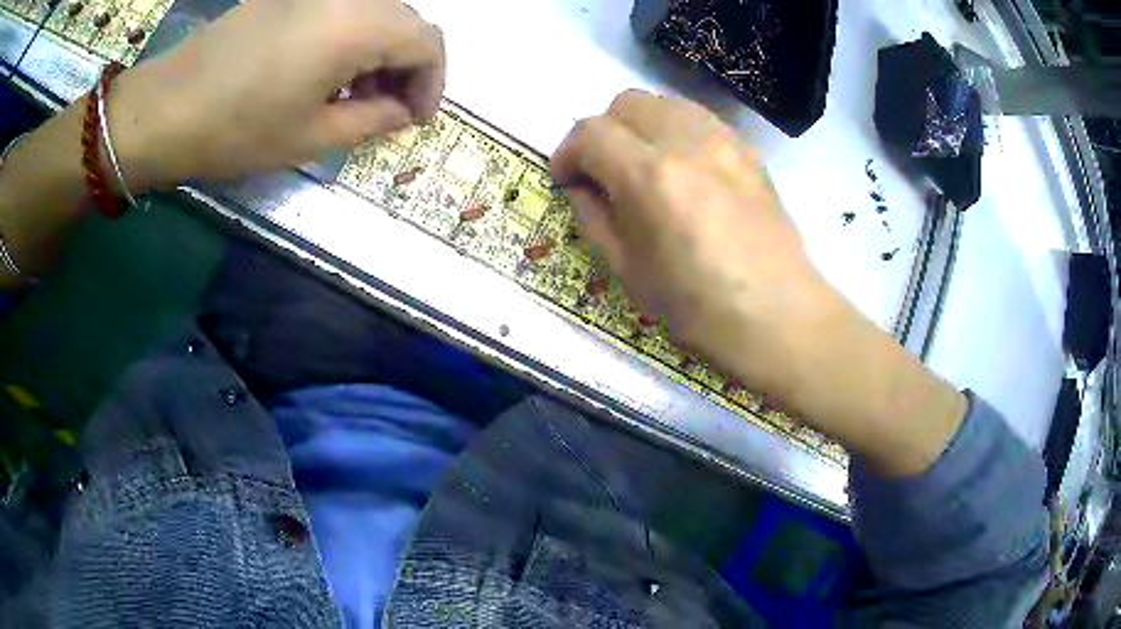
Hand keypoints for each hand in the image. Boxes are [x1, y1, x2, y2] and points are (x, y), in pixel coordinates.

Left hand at [111, 0, 445, 187]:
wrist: (164, 110)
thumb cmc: (236, 130)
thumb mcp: (311, 138)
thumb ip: (373, 120)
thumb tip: (403, 112)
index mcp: (356, 24)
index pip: (426, 41)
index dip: (432, 81)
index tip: (415, 118)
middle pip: (402, 20)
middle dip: (406, 66)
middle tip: (386, 109)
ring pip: (371, 12)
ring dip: (377, 52)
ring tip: (353, 95)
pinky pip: (337, 9)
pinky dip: (347, 39)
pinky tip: (323, 72)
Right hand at [552, 90, 966, 475]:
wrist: (782, 318)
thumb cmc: (701, 310)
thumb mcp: (629, 272)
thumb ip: (595, 217)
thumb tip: (582, 186)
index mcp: (650, 176)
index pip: (590, 133)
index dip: (568, 153)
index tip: (568, 180)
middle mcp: (685, 141)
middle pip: (626, 102)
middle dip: (603, 132)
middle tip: (603, 172)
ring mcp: (723, 140)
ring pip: (664, 102)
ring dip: (639, 126)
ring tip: (642, 166)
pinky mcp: (747, 150)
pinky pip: (697, 118)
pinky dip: (674, 130)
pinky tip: (681, 168)